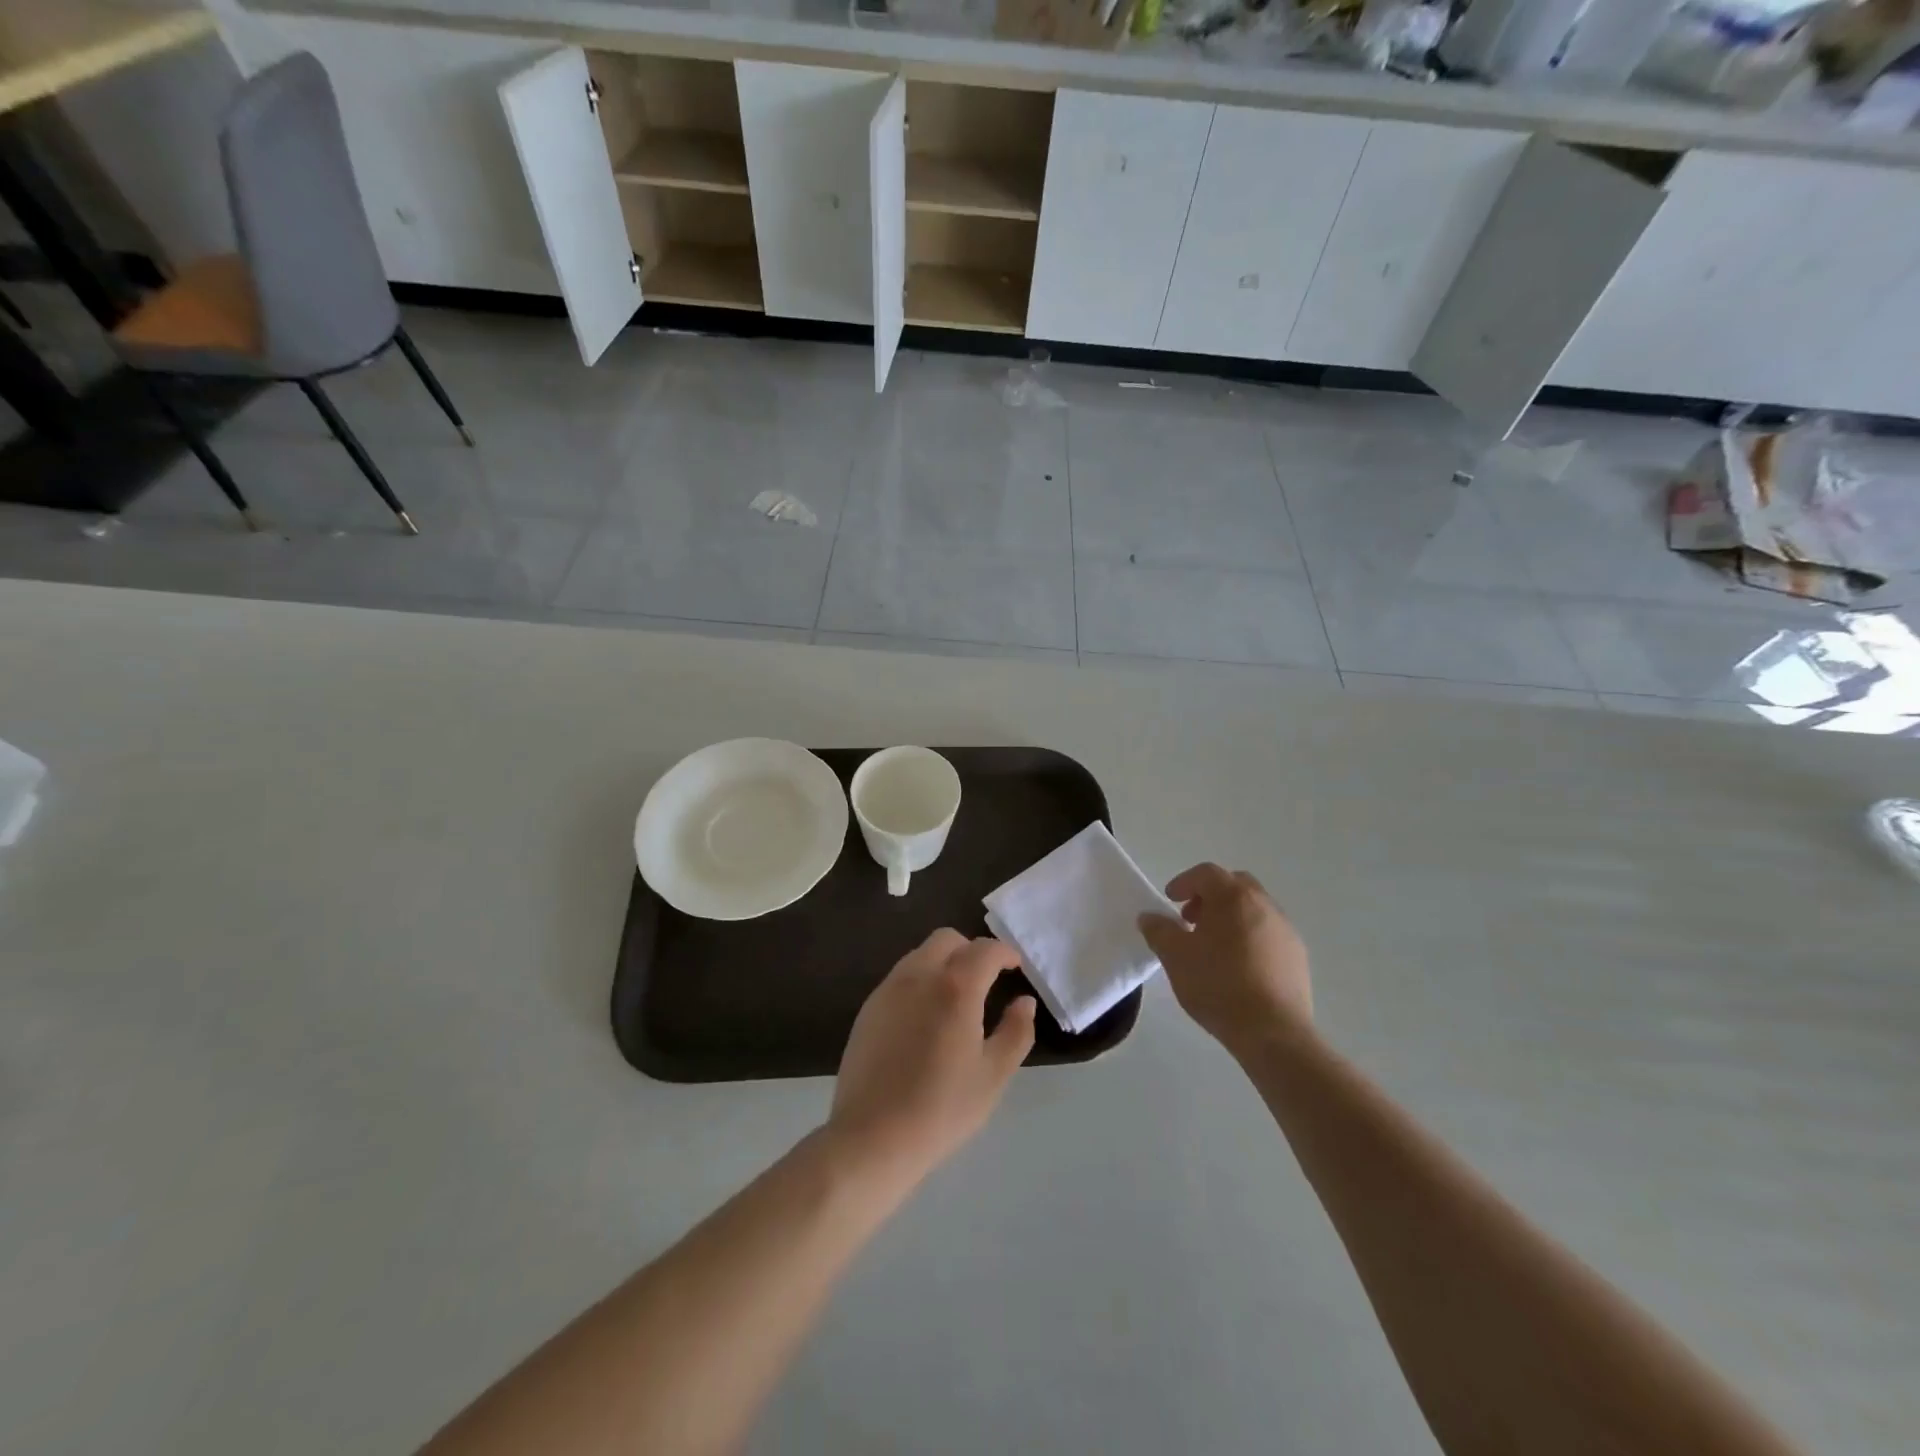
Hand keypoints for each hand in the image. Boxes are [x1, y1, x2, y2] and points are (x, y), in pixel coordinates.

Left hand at [829, 930, 1035, 1188]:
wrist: (872, 1137)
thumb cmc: (942, 1108)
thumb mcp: (993, 1075)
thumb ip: (1016, 1032)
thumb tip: (1024, 1002)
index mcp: (955, 987)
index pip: (985, 950)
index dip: (1004, 953)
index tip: (1015, 968)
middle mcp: (919, 976)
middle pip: (947, 940)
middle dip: (971, 950)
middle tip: (986, 980)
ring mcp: (888, 990)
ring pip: (920, 955)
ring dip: (943, 963)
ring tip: (956, 1000)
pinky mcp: (868, 1008)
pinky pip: (900, 978)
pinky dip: (920, 982)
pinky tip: (925, 1019)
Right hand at [1139, 863, 1312, 1056]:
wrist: (1273, 1032)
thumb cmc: (1218, 985)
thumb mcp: (1175, 957)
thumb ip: (1159, 931)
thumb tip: (1149, 917)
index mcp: (1234, 897)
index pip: (1206, 873)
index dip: (1184, 882)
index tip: (1170, 901)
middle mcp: (1264, 905)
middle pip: (1235, 885)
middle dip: (1210, 896)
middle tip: (1191, 920)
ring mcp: (1286, 930)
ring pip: (1254, 909)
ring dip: (1231, 917)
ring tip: (1213, 947)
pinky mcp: (1298, 957)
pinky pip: (1269, 934)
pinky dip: (1250, 937)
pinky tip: (1238, 967)